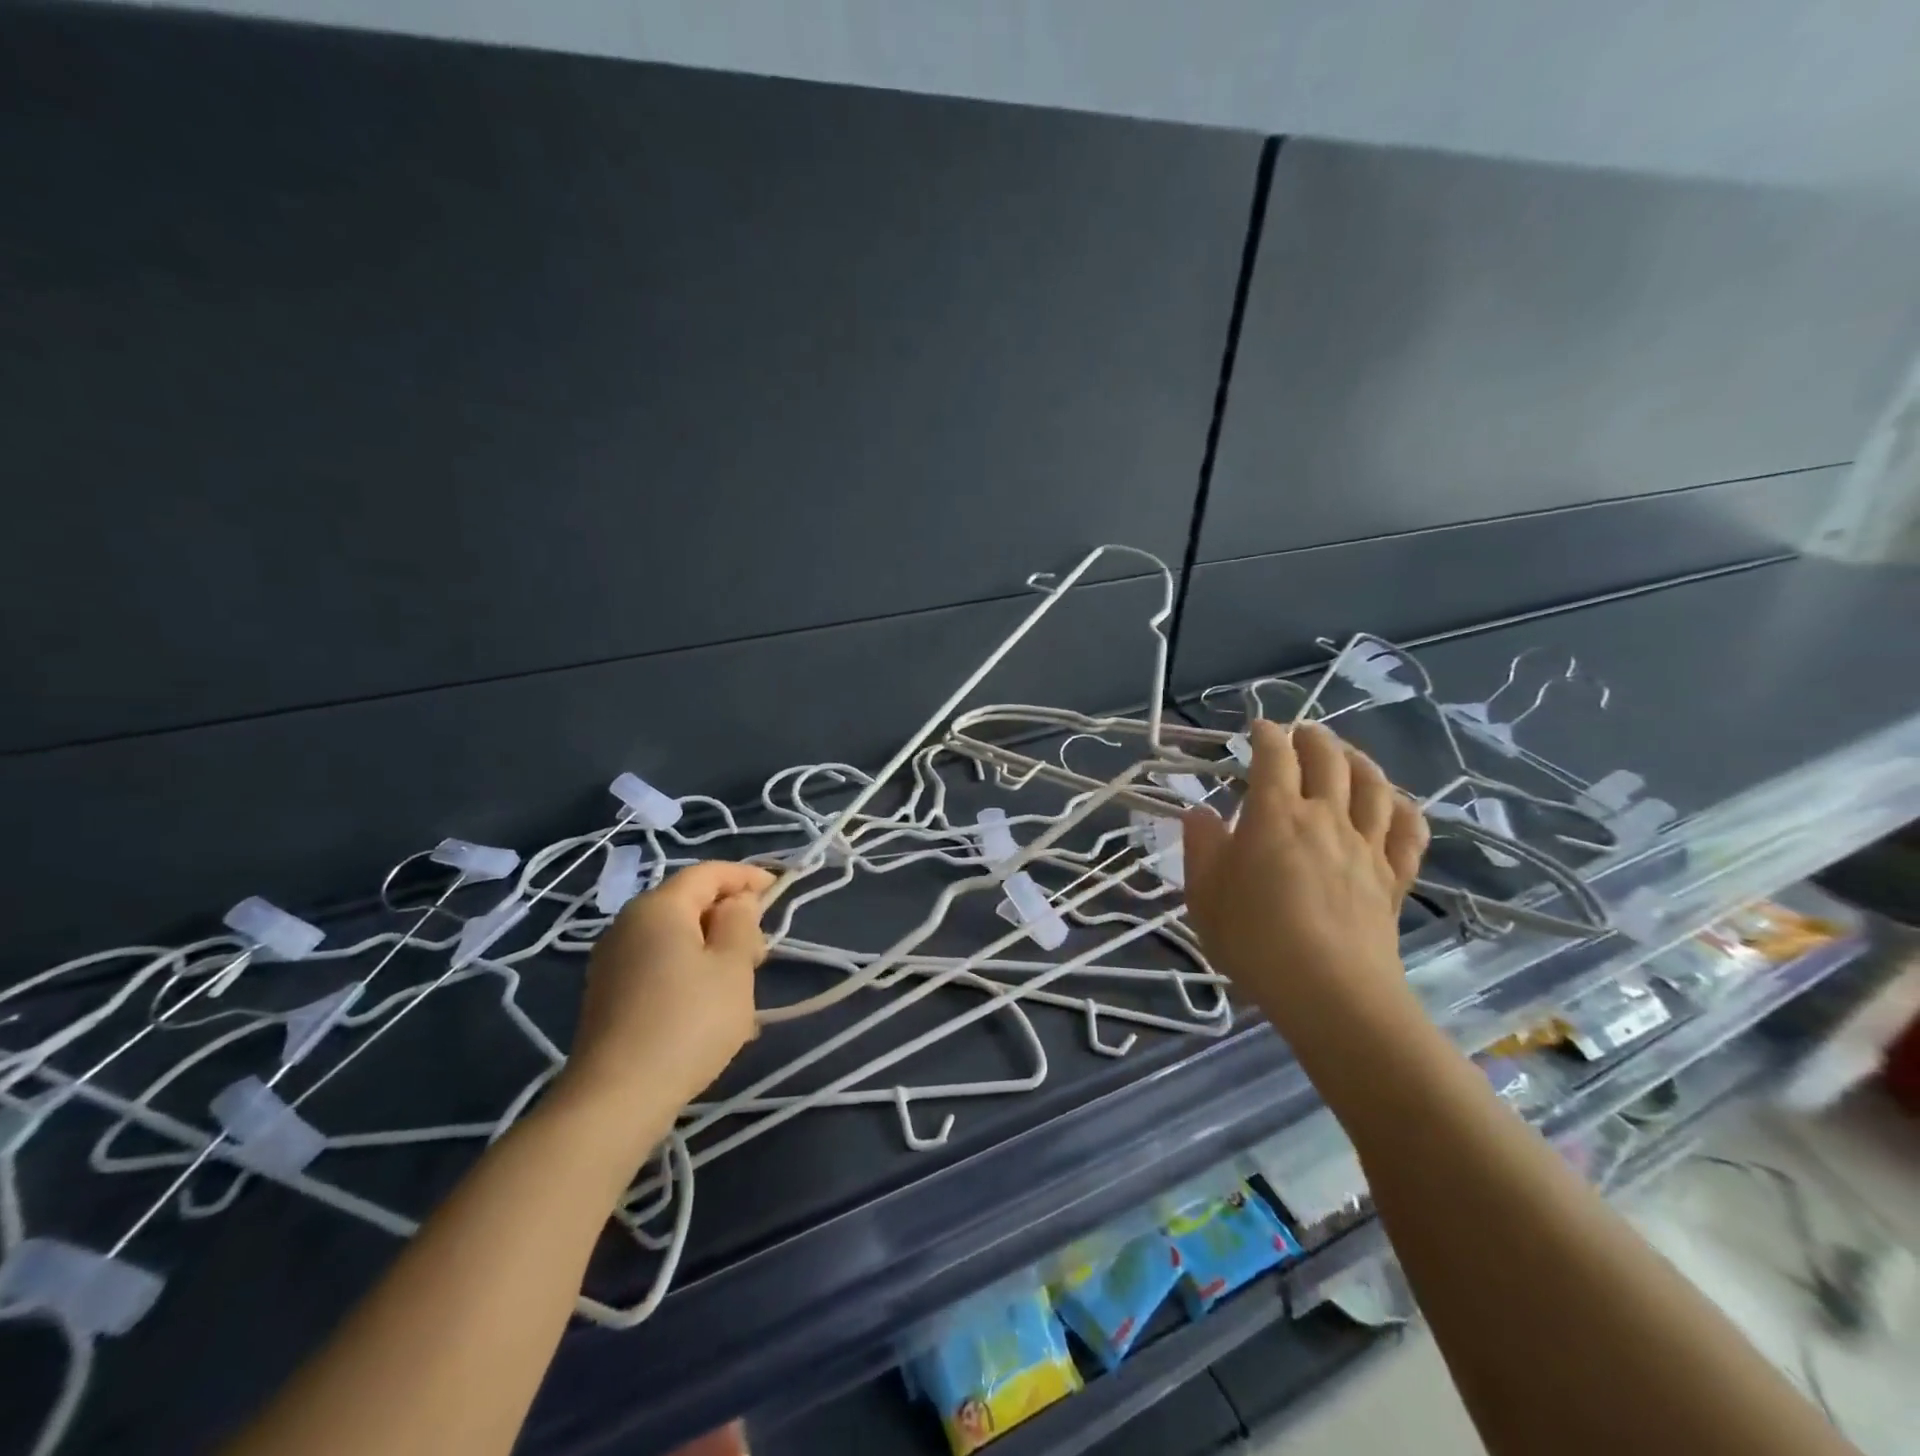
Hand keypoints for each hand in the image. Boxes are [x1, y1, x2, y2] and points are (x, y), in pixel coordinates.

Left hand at [563, 861, 773, 1109]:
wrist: (615, 1098)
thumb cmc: (687, 1021)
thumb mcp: (733, 966)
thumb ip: (741, 922)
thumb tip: (737, 902)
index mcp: (659, 907)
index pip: (708, 873)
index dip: (746, 876)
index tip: (777, 889)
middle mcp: (628, 924)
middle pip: (689, 904)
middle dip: (729, 918)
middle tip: (761, 951)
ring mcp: (613, 962)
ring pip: (675, 939)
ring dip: (712, 950)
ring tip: (741, 985)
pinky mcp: (608, 996)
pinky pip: (659, 967)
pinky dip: (690, 974)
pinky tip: (711, 1010)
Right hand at [1181, 720, 1428, 1043]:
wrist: (1330, 994)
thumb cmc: (1255, 941)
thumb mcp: (1204, 895)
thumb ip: (1201, 847)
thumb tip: (1200, 813)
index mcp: (1276, 815)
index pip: (1274, 756)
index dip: (1266, 734)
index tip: (1257, 727)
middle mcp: (1326, 818)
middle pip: (1329, 759)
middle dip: (1313, 738)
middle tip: (1300, 734)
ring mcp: (1366, 846)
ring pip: (1374, 786)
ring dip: (1359, 760)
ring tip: (1346, 755)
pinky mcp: (1393, 878)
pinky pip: (1408, 832)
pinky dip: (1402, 808)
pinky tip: (1393, 804)